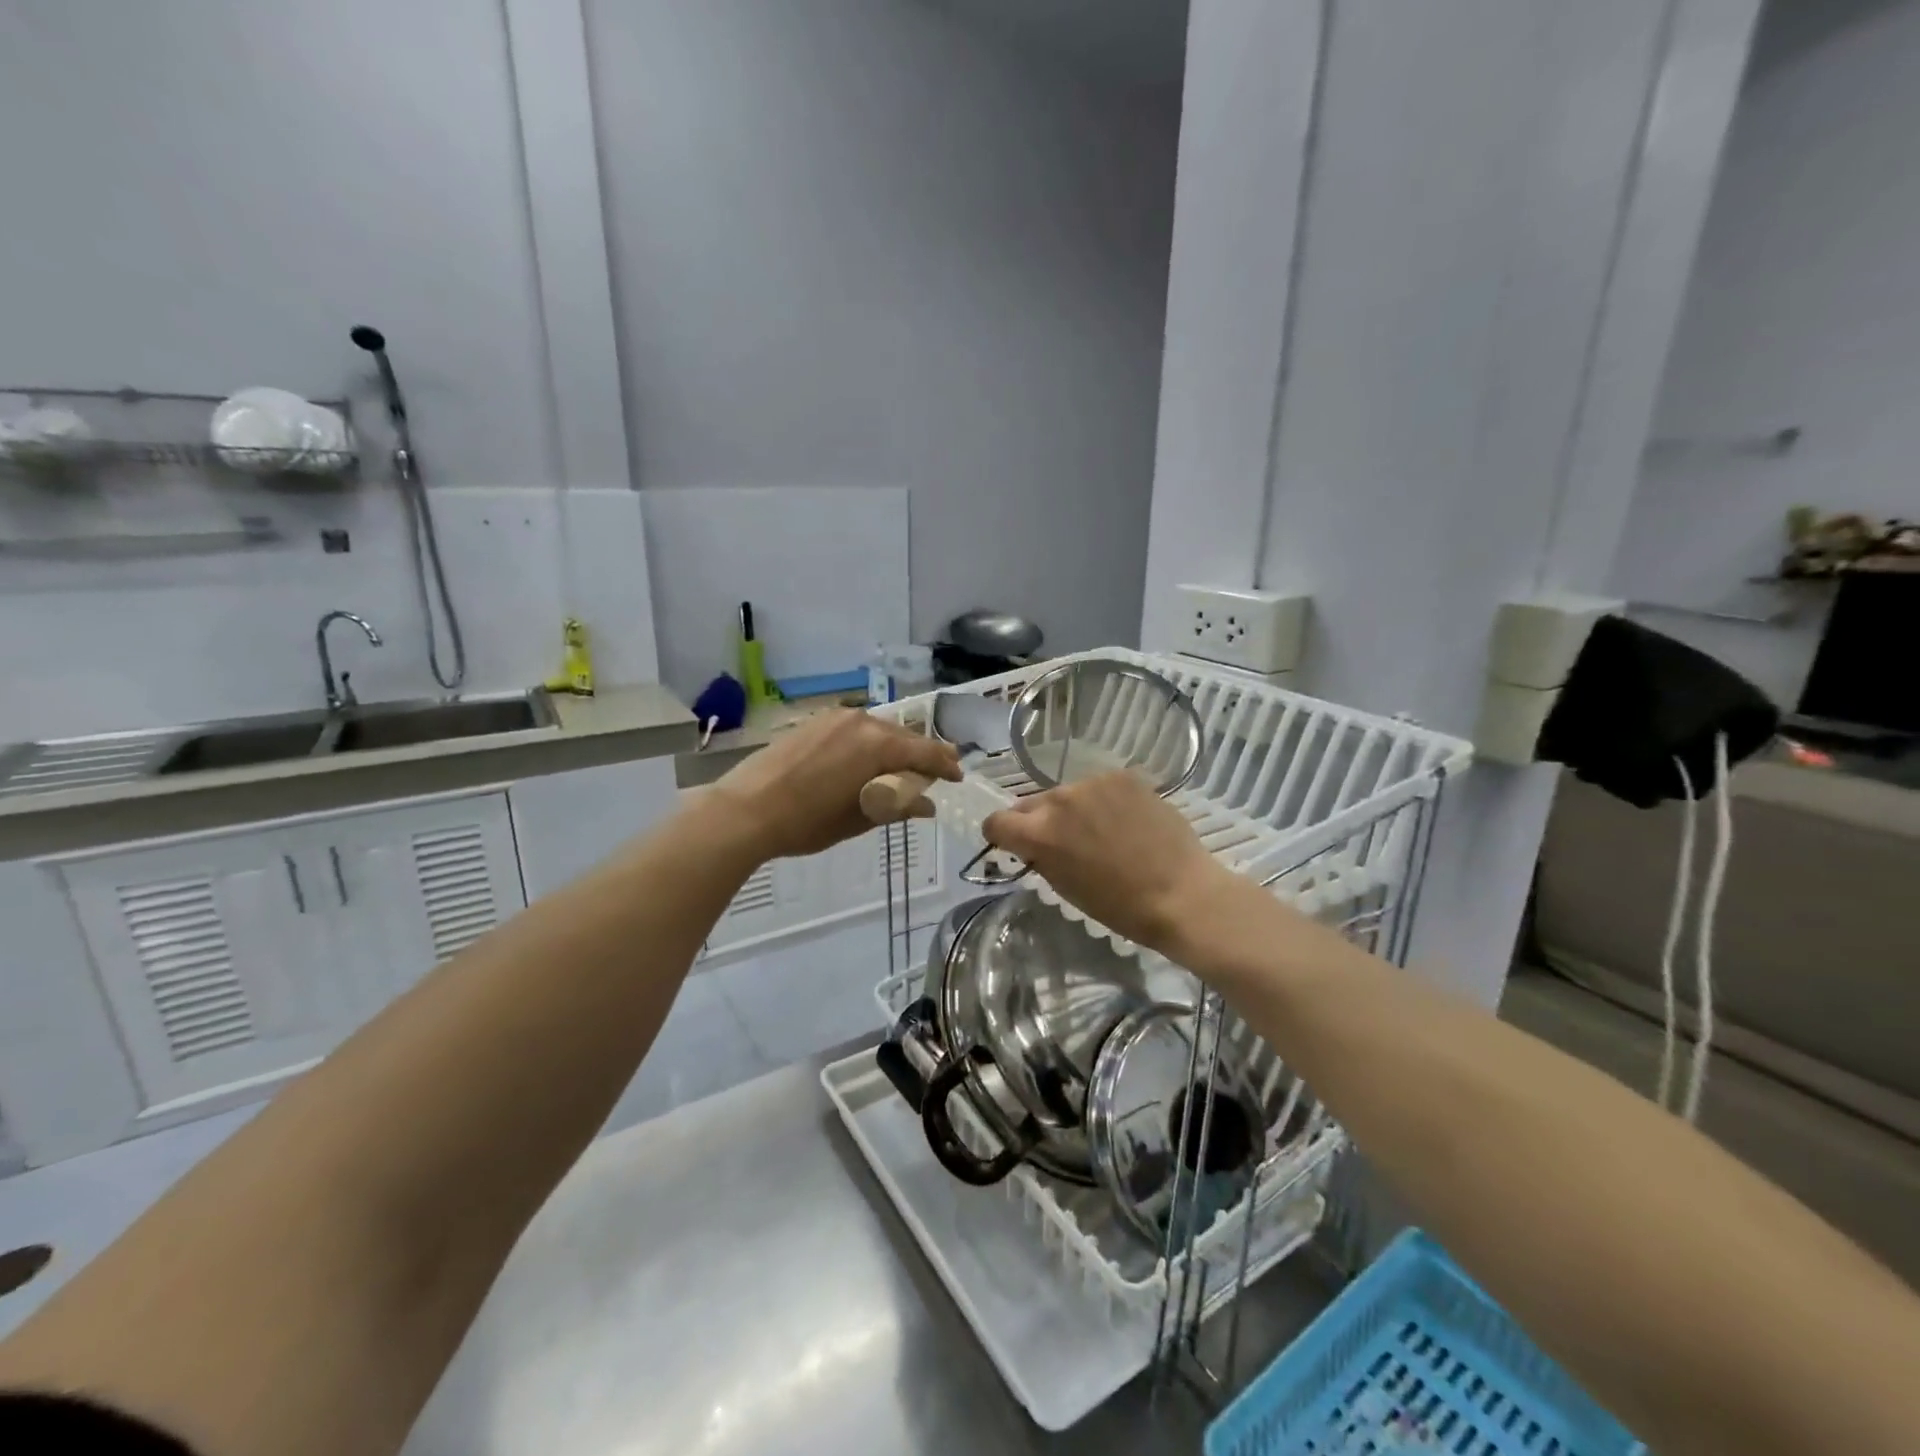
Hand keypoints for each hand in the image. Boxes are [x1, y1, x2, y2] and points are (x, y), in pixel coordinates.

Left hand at [708, 708, 960, 859]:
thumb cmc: (806, 822)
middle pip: (903, 737)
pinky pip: (855, 729)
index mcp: (878, 745)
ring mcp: (835, 718)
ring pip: (878, 730)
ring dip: (893, 748)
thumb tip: (925, 805)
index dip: (945, 765)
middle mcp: (862, 722)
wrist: (745, 810)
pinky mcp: (814, 721)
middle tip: (931, 775)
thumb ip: (897, 805)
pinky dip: (868, 744)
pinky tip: (863, 761)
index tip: (957, 777)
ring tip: (897, 770)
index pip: (925, 751)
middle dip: (920, 755)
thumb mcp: (858, 819)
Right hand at [982, 770, 1229, 951]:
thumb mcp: (1066, 889)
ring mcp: (1093, 783)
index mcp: (1039, 832)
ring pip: (1068, 794)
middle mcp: (1059, 799)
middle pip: (1032, 804)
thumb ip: (1041, 858)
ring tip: (1103, 832)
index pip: (997, 821)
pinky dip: (1104, 801)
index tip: (1014, 845)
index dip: (1001, 835)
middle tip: (1066, 843)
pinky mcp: (1123, 776)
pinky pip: (1100, 787)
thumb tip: (1033, 845)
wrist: (1182, 893)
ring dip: (1074, 810)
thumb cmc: (1120, 906)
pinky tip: (1127, 821)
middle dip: (1040, 822)